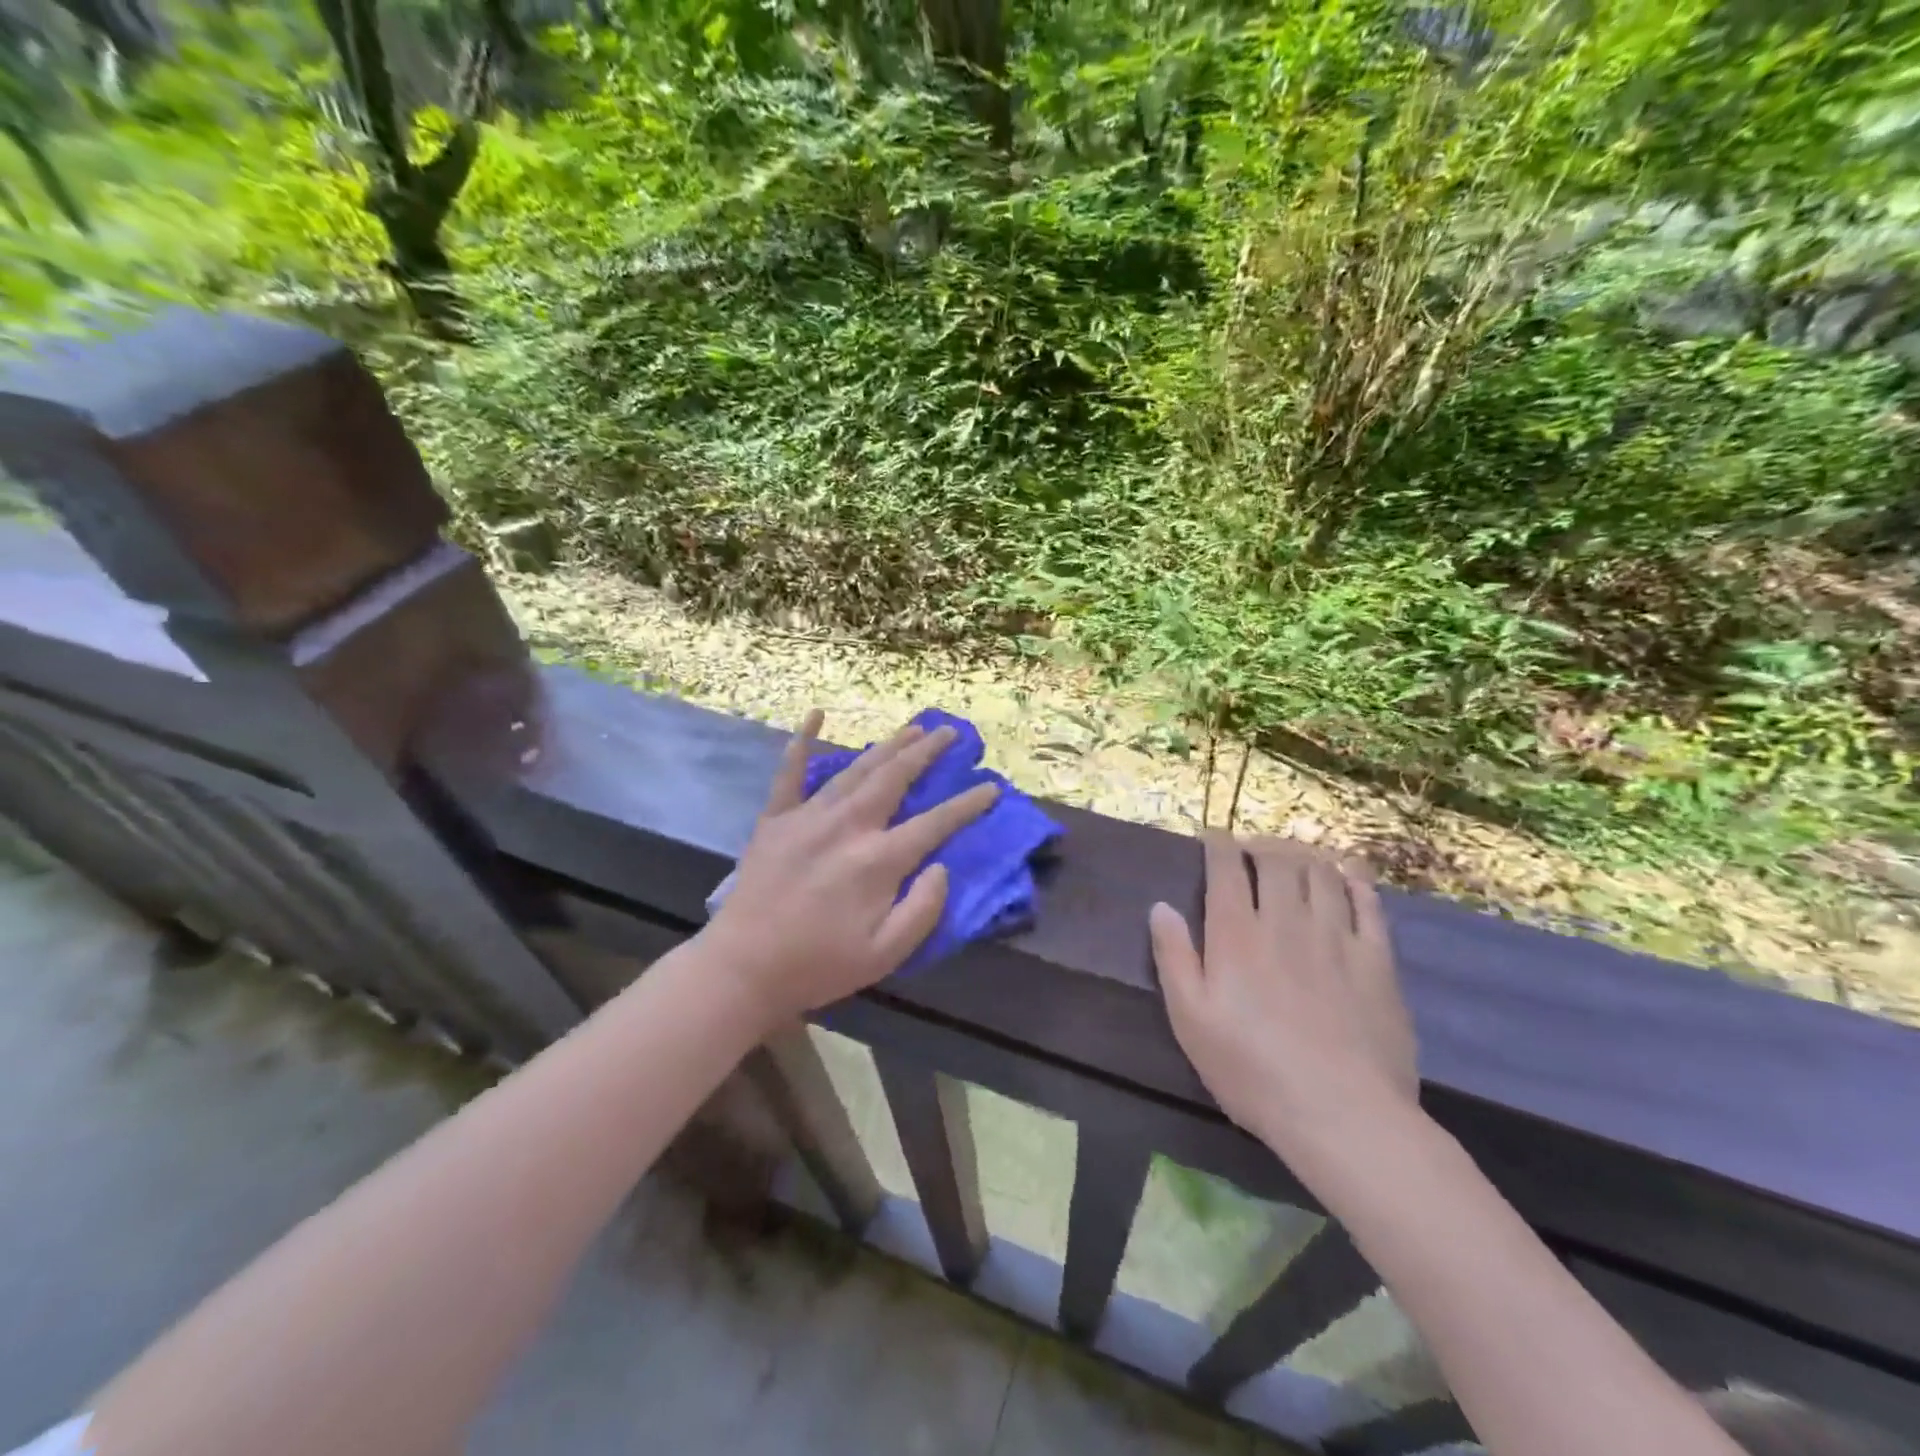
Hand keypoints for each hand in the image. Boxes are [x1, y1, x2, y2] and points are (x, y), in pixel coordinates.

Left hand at [702, 710, 998, 1025]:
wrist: (743, 968)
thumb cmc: (819, 965)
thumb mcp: (886, 954)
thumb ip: (923, 909)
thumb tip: (942, 866)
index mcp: (878, 861)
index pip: (935, 823)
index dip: (967, 805)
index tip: (991, 787)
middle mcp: (848, 826)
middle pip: (896, 778)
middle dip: (927, 753)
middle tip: (951, 733)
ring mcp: (809, 816)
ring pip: (857, 769)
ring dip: (888, 746)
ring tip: (913, 729)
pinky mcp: (776, 819)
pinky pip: (790, 772)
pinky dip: (802, 741)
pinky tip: (815, 713)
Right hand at [1150, 835, 1419, 1167]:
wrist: (1341, 1114)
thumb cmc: (1252, 1070)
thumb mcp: (1190, 1020)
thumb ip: (1173, 957)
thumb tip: (1160, 907)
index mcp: (1236, 933)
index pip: (1226, 868)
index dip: (1218, 844)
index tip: (1213, 837)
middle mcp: (1284, 921)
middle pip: (1276, 861)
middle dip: (1261, 844)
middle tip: (1253, 847)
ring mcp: (1335, 936)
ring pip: (1320, 873)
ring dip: (1303, 854)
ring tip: (1294, 855)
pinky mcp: (1376, 960)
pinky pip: (1368, 903)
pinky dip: (1353, 879)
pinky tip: (1346, 873)